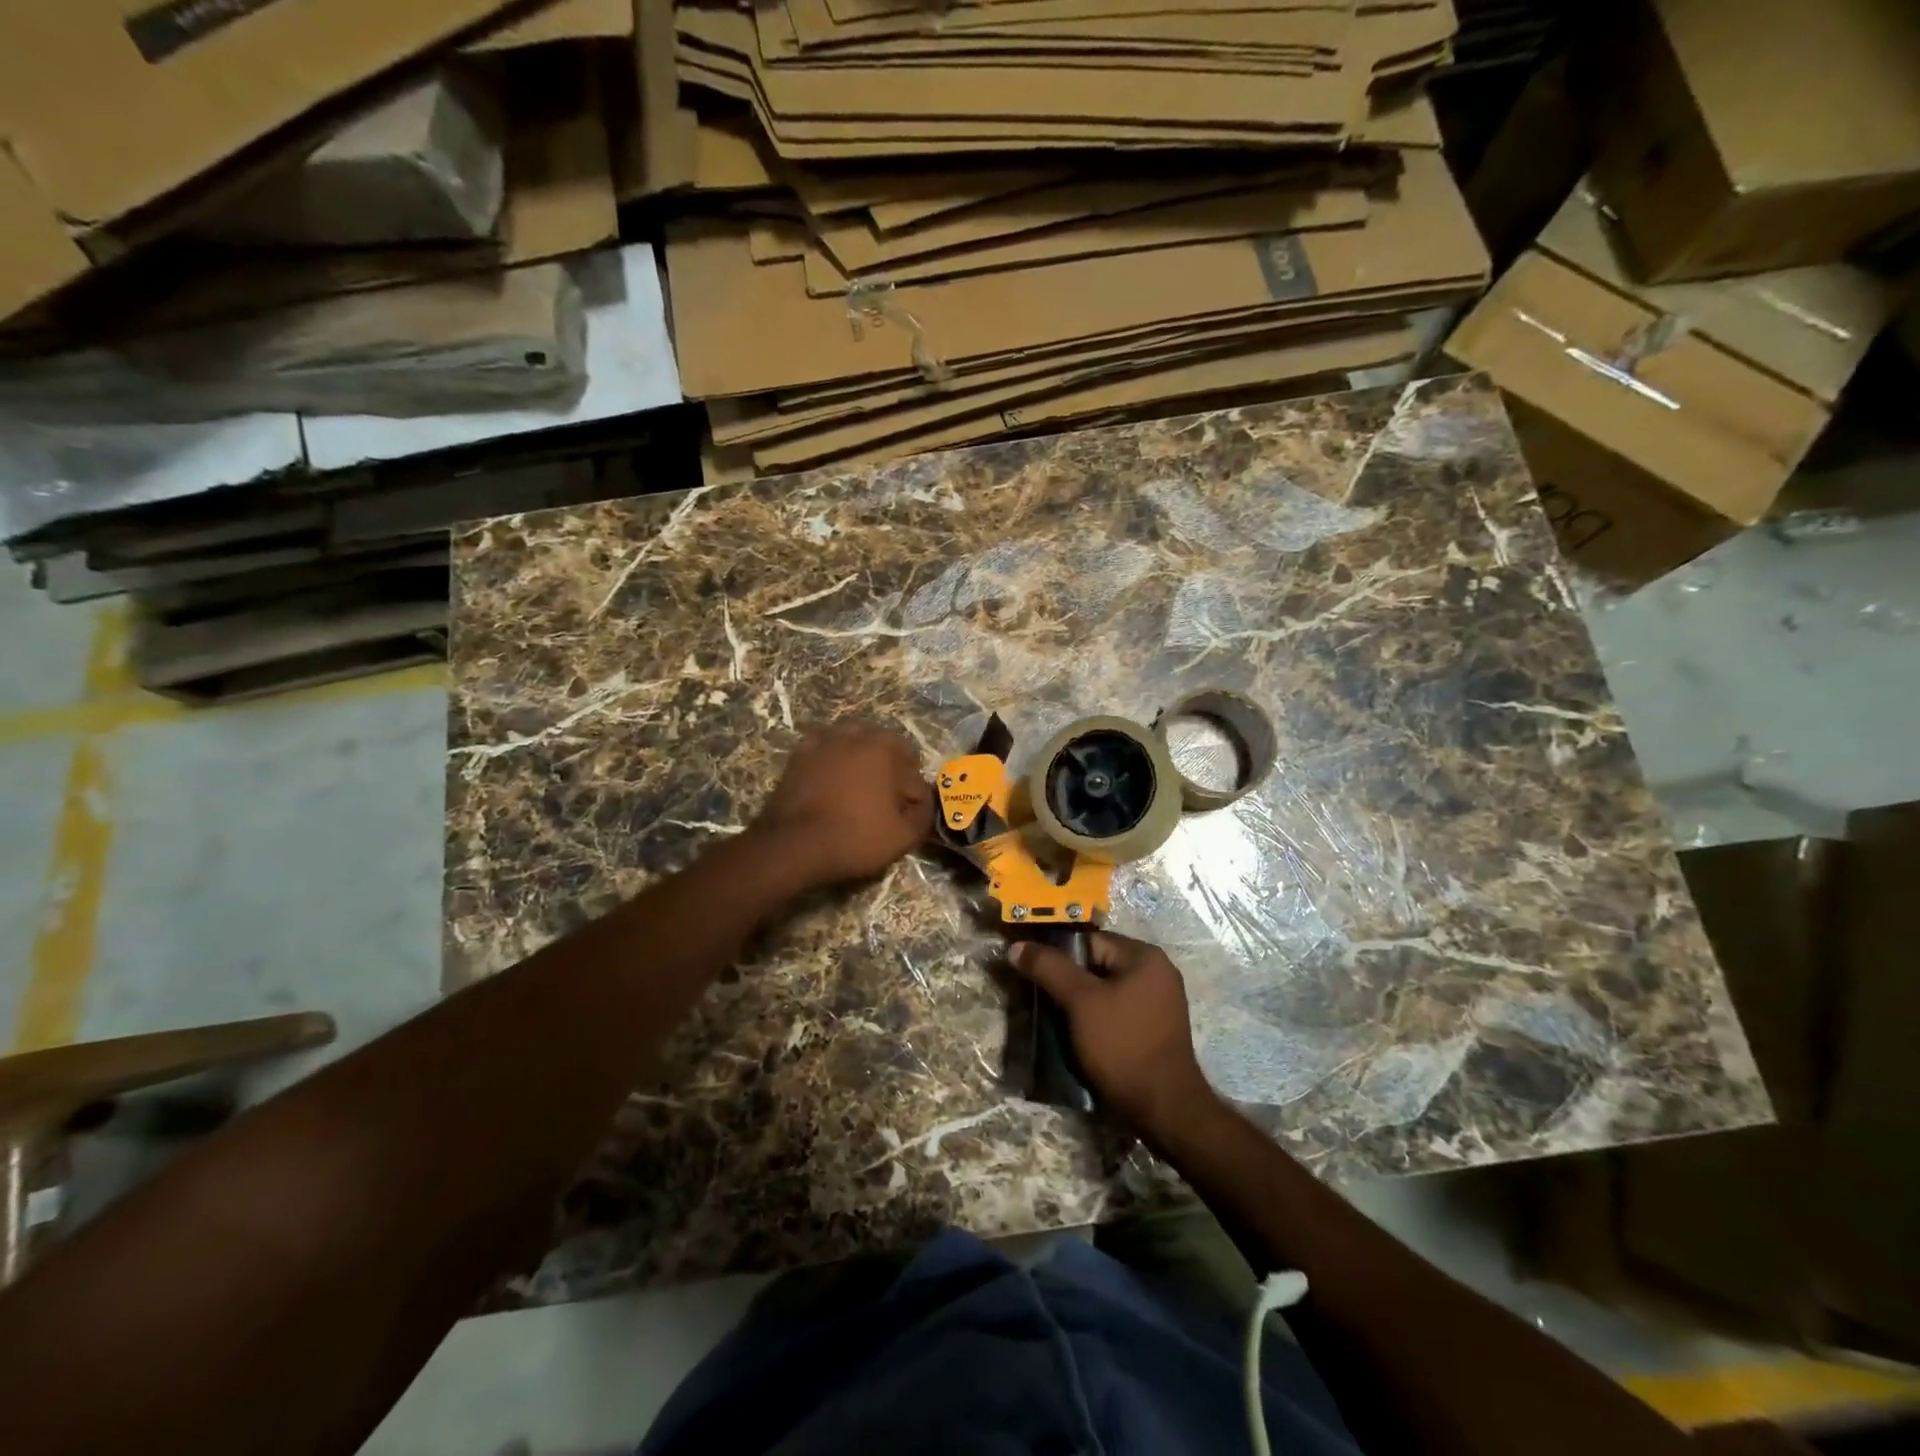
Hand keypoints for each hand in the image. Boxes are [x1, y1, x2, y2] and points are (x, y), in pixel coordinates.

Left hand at [751, 720, 931, 889]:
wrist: (795, 845)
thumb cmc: (855, 838)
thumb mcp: (904, 836)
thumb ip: (924, 813)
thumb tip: (924, 799)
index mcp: (883, 747)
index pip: (912, 761)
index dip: (914, 784)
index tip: (907, 806)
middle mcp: (854, 734)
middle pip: (882, 743)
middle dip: (889, 763)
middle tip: (886, 794)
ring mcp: (823, 741)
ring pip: (852, 739)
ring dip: (860, 755)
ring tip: (858, 783)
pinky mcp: (799, 755)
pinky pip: (824, 747)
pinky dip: (832, 757)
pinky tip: (831, 777)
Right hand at [1008, 932, 1220, 1140]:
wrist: (1163, 1109)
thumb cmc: (1122, 1045)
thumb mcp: (1080, 1002)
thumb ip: (1049, 968)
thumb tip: (1016, 946)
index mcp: (1145, 956)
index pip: (1090, 941)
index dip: (1059, 956)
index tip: (1035, 974)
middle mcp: (1157, 972)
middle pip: (1097, 965)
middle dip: (1068, 981)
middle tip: (1042, 999)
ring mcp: (1158, 1002)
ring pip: (1105, 990)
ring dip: (1080, 1003)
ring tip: (1055, 1020)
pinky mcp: (1154, 1029)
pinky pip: (1117, 1011)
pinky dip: (1096, 1019)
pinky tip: (1078, 1036)